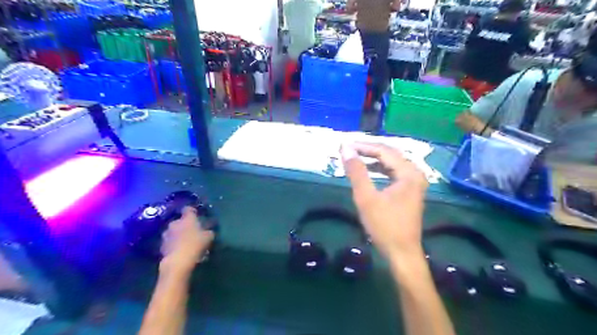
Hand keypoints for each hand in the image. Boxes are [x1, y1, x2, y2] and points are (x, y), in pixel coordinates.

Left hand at [159, 207, 213, 273]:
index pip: (188, 209)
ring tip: (185, 242)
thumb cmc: (196, 244)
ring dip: (178, 235)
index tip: (196, 215)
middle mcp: (175, 223)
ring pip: (173, 231)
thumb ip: (208, 231)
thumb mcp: (209, 237)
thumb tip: (207, 231)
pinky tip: (179, 250)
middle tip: (192, 232)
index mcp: (187, 218)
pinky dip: (173, 244)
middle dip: (184, 225)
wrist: (178, 261)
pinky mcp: (161, 245)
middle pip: (180, 221)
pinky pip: (169, 242)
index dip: (192, 211)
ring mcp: (166, 234)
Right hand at [340, 142, 429, 259]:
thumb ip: (357, 172)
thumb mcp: (366, 198)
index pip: (384, 150)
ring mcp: (414, 182)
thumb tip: (346, 149)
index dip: (363, 146)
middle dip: (368, 150)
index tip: (344, 145)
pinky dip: (380, 169)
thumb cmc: (384, 226)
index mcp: (408, 172)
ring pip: (392, 163)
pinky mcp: (410, 190)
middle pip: (390, 154)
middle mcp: (415, 173)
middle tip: (348, 149)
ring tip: (355, 157)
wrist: (402, 253)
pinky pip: (394, 172)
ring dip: (373, 159)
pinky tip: (369, 171)